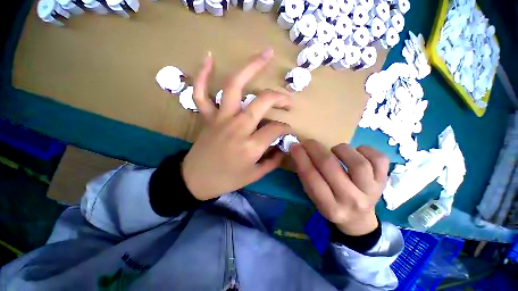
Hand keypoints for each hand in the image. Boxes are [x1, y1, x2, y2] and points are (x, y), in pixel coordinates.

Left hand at [182, 49, 291, 200]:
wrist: (195, 180)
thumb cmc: (227, 180)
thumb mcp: (255, 175)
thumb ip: (273, 161)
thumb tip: (283, 149)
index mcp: (250, 146)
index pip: (275, 129)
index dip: (285, 128)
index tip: (287, 130)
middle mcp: (237, 127)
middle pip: (262, 101)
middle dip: (279, 98)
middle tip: (288, 100)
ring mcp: (220, 118)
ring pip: (235, 86)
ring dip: (251, 67)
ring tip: (266, 54)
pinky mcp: (207, 116)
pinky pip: (201, 92)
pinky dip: (203, 74)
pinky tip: (210, 58)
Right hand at [291, 140, 388, 235]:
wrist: (359, 219)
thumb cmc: (332, 205)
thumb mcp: (314, 198)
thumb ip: (307, 177)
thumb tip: (299, 152)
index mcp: (330, 207)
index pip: (311, 178)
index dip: (301, 159)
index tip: (294, 146)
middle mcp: (351, 201)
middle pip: (331, 167)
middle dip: (315, 149)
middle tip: (308, 142)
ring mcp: (371, 191)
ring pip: (357, 163)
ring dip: (341, 149)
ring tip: (334, 149)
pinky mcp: (383, 181)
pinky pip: (379, 159)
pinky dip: (366, 150)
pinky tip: (356, 151)